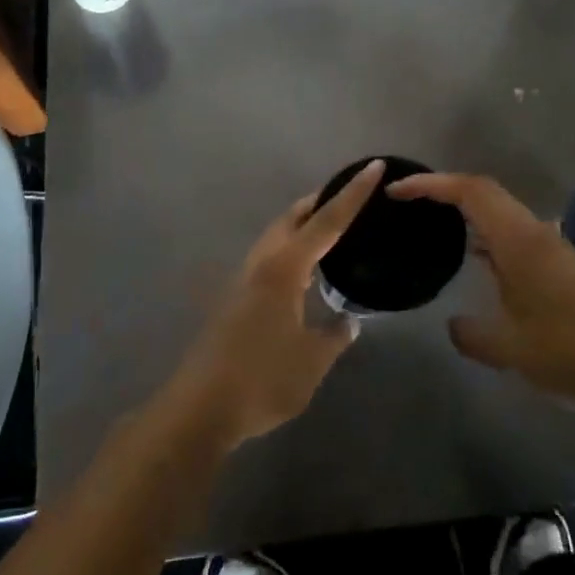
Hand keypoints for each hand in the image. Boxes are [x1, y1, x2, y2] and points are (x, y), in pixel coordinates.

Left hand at [158, 160, 381, 450]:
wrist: (201, 406)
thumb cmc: (262, 379)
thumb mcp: (311, 361)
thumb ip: (334, 336)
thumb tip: (349, 321)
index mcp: (284, 268)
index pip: (326, 222)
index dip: (352, 195)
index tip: (372, 167)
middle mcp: (262, 262)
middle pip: (293, 217)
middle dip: (322, 201)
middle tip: (352, 195)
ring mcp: (244, 278)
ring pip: (277, 235)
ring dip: (303, 224)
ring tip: (331, 228)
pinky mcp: (235, 297)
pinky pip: (270, 256)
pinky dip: (292, 248)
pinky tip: (304, 272)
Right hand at [388, 171, 574, 410]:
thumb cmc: (571, 351)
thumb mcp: (509, 349)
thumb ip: (471, 334)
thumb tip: (453, 325)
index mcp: (519, 240)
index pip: (470, 191)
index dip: (431, 184)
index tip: (398, 190)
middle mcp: (535, 233)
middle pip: (484, 192)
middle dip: (444, 190)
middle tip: (410, 202)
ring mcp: (552, 247)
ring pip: (501, 213)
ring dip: (468, 211)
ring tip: (436, 226)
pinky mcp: (562, 264)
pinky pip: (514, 234)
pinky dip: (487, 235)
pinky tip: (478, 263)